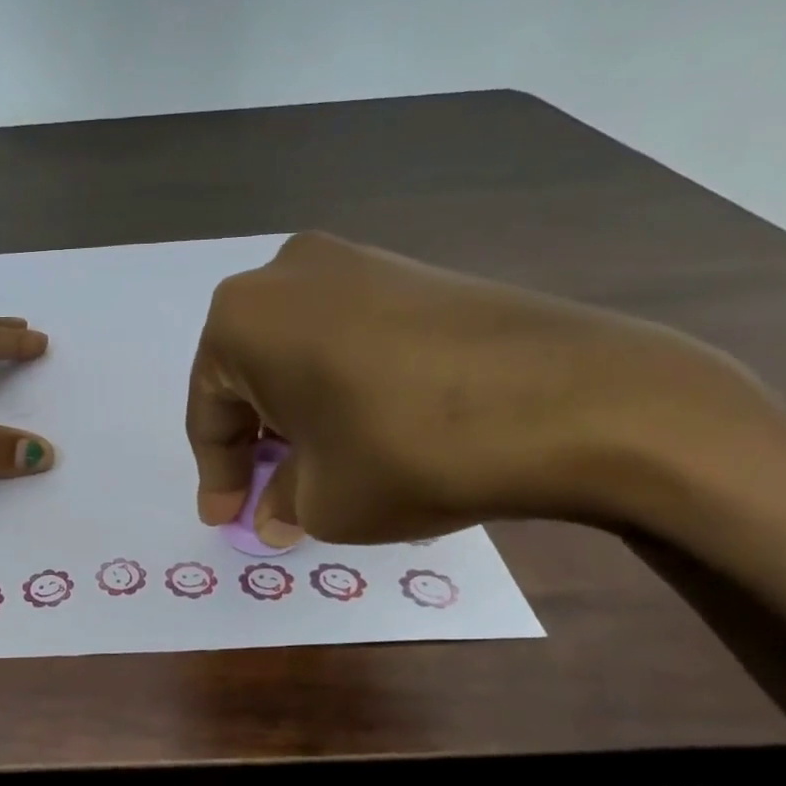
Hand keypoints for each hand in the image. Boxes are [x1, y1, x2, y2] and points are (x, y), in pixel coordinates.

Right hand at [186, 231, 784, 544]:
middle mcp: (288, 274)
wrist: (575, 399)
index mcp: (242, 318)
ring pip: (301, 356)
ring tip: (322, 472)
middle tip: (270, 499)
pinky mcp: (416, 273)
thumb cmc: (407, 450)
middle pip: (253, 377)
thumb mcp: (323, 501)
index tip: (227, 522)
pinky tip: (369, 434)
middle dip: (258, 444)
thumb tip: (278, 511)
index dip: (217, 476)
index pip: (210, 411)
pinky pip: (350, 340)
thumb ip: (283, 503)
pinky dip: (344, 390)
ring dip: (301, 417)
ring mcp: (358, 263)